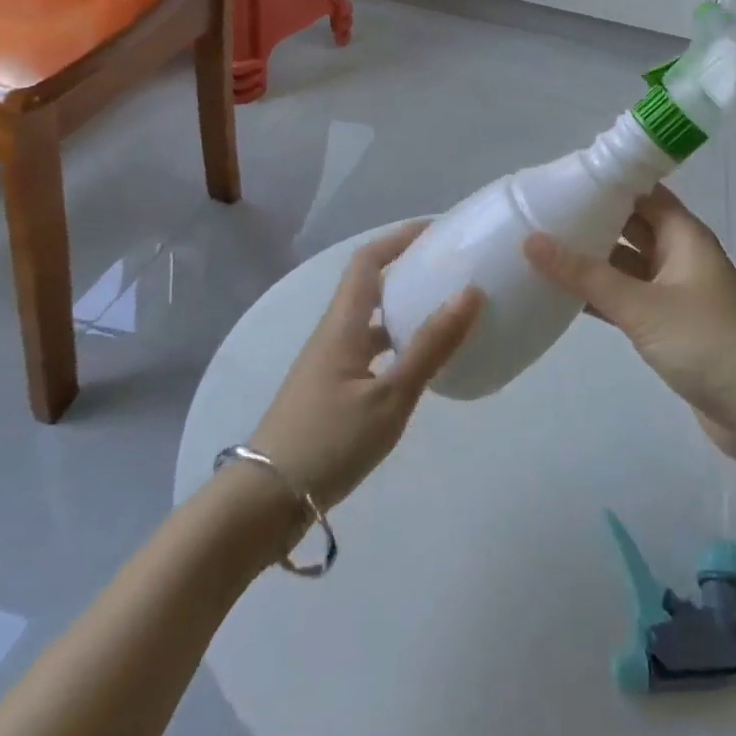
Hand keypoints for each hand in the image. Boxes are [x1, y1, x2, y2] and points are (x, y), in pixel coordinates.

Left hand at [248, 222, 481, 513]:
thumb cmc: (328, 441)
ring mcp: (329, 365)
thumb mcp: (389, 397)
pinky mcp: (330, 393)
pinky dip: (396, 346)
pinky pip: (369, 352)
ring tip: (445, 314)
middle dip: (407, 271)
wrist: (264, 503)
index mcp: (343, 324)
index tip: (436, 231)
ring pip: (371, 322)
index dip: (399, 238)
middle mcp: (333, 335)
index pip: (368, 260)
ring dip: (404, 311)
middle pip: (370, 286)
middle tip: (450, 271)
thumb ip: (430, 347)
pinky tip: (420, 368)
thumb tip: (470, 292)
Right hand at [525, 187, 735, 455]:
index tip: (559, 178)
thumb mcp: (642, 305)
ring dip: (591, 259)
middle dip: (590, 219)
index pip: (640, 191)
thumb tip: (532, 240)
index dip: (605, 181)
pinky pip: (626, 298)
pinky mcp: (667, 325)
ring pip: (625, 263)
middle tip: (538, 212)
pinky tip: (561, 295)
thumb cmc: (707, 342)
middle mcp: (678, 254)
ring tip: (540, 248)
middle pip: (629, 224)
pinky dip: (599, 295)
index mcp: (682, 234)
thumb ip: (586, 275)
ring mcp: (673, 291)